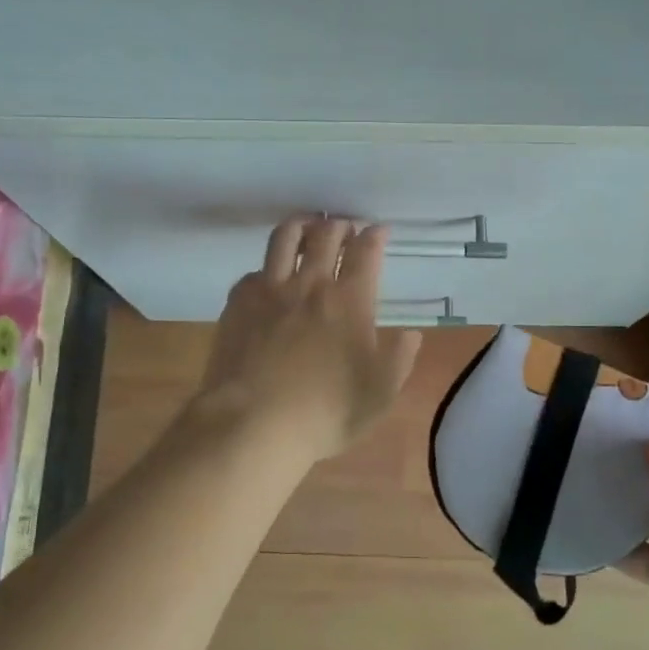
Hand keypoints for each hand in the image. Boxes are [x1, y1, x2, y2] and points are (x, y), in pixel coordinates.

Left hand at [186, 217, 423, 468]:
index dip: (375, 235)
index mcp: (350, 301)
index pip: (366, 252)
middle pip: (326, 235)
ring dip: (301, 226)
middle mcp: (310, 284)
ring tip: (307, 227)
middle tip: (345, 229)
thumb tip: (410, 334)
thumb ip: (398, 359)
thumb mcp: (379, 394)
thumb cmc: (326, 412)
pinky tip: (268, 279)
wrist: (254, 424)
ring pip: (284, 238)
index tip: (379, 230)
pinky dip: (266, 269)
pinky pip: (253, 272)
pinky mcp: (238, 302)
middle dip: (340, 225)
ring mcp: (270, 290)